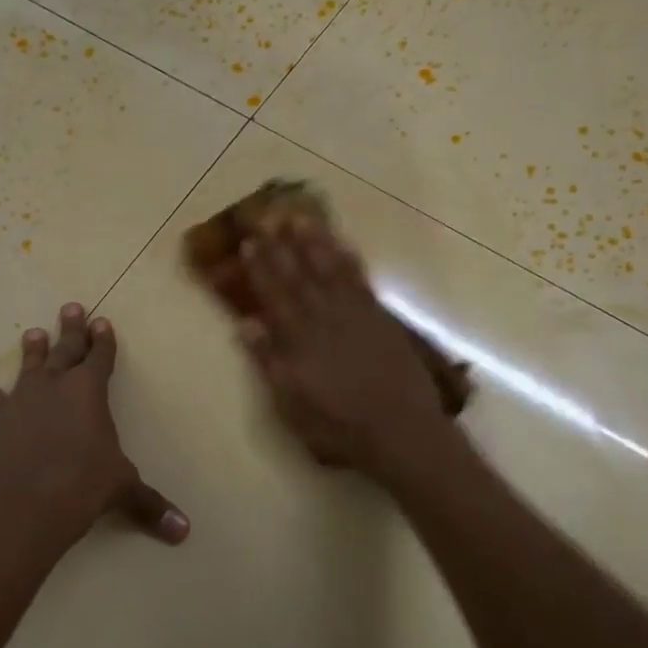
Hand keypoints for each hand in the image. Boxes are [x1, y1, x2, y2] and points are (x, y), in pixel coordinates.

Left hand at [0, 303, 189, 549]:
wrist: (23, 506)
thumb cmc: (82, 486)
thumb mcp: (122, 490)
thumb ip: (150, 505)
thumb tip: (185, 532)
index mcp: (89, 391)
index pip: (100, 357)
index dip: (104, 340)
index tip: (102, 321)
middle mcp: (54, 388)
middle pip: (64, 350)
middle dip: (71, 330)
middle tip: (71, 307)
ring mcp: (21, 403)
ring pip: (29, 369)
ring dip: (33, 352)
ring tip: (32, 334)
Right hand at [238, 215, 451, 480]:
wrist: (401, 431)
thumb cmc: (338, 427)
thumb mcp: (291, 405)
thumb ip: (269, 362)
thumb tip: (246, 324)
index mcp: (299, 339)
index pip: (274, 295)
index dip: (260, 268)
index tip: (248, 242)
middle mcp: (325, 317)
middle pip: (299, 274)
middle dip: (281, 245)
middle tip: (268, 216)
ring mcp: (356, 314)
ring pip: (330, 269)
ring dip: (314, 242)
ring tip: (301, 218)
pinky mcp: (381, 317)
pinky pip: (360, 279)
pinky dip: (348, 259)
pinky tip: (341, 245)